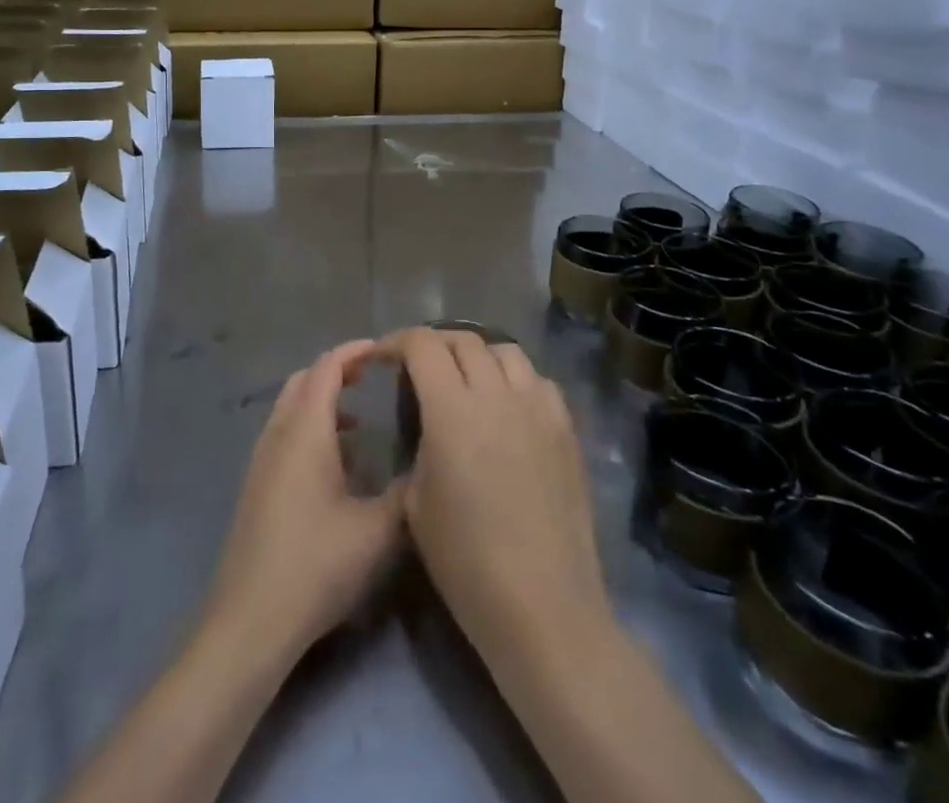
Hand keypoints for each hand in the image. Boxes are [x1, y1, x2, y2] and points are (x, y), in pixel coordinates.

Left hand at [203, 340, 405, 662]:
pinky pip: (283, 431)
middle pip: (304, 380)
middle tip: (372, 377)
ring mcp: (261, 458)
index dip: (354, 351)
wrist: (250, 619)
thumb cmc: (315, 565)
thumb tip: (428, 463)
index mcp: (305, 431)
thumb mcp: (376, 532)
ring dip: (320, 398)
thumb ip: (407, 492)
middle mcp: (278, 433)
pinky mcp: (255, 483)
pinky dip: (308, 424)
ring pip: (290, 406)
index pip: (327, 367)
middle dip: (337, 370)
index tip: (385, 350)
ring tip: (357, 417)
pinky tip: (333, 460)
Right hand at [384, 327, 610, 667]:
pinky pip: (538, 381)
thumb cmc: (466, 563)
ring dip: (477, 356)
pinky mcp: (566, 429)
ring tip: (465, 380)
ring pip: (505, 351)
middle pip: (463, 339)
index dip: (396, 342)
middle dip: (433, 345)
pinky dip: (515, 380)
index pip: (422, 345)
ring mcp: (538, 408)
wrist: (544, 609)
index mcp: (452, 411)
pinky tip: (507, 407)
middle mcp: (497, 395)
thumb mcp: (415, 501)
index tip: (382, 357)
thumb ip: (418, 442)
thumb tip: (425, 420)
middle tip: (418, 367)